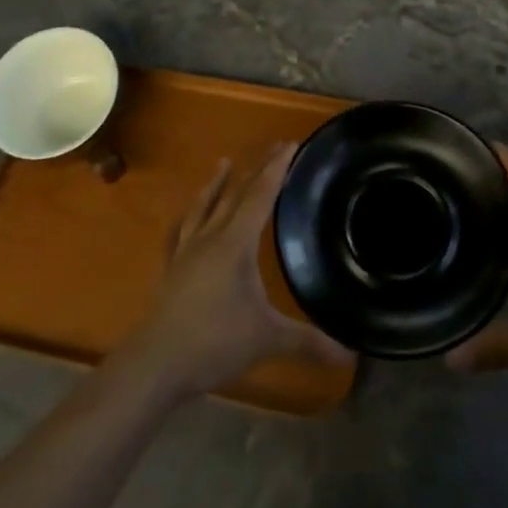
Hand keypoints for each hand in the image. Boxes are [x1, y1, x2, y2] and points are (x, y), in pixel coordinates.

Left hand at [117, 143, 347, 399]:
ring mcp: (186, 251)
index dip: (276, 169)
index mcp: (236, 243)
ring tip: (223, 162)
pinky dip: (187, 217)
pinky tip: (185, 216)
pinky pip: (180, 232)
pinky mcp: (171, 269)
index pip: (260, 196)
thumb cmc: (214, 342)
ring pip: (203, 206)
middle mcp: (210, 237)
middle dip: (256, 169)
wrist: (156, 363)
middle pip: (235, 194)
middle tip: (274, 148)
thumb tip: (351, 354)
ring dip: (216, 184)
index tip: (289, 144)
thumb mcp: (267, 339)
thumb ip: (308, 342)